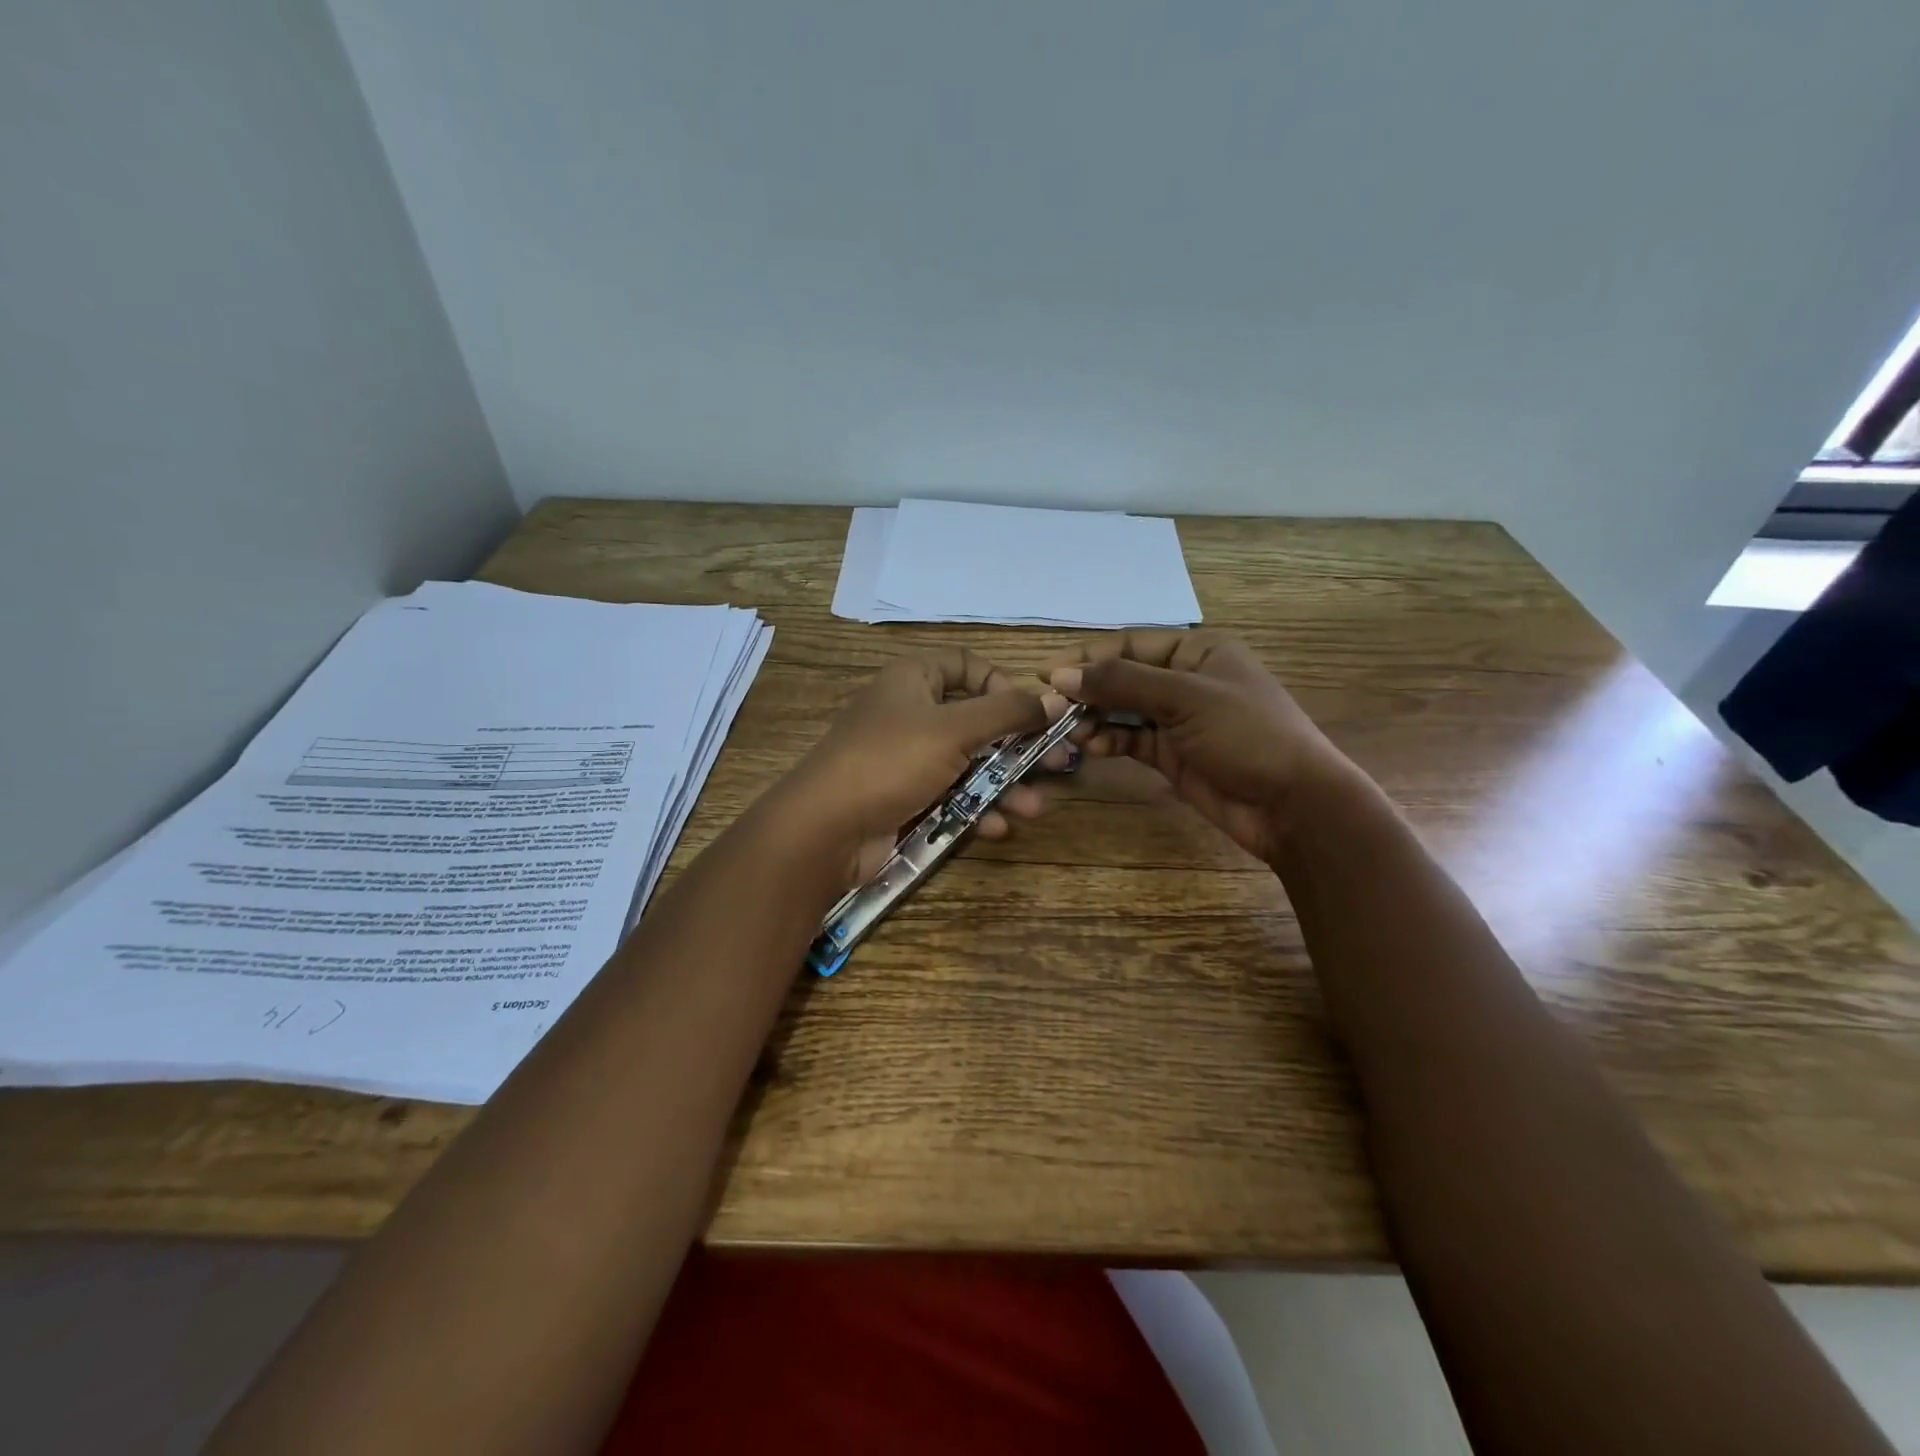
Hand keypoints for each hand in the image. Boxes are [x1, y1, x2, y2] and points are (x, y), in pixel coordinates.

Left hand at [778, 648, 1070, 887]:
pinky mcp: (904, 799)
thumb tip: (1056, 698)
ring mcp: (905, 760)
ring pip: (967, 764)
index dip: (1000, 683)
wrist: (824, 830)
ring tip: (1033, 809)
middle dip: (1016, 747)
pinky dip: (975, 809)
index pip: (965, 665)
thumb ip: (1008, 712)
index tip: (1029, 712)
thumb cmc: (890, 761)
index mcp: (912, 680)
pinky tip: (998, 827)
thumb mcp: (953, 729)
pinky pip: (950, 796)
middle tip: (1056, 766)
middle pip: (975, 721)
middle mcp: (909, 713)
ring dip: (1003, 786)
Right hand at [1045, 630, 1354, 862]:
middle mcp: (1185, 679)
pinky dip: (1110, 740)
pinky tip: (1092, 747)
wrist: (1291, 804)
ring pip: (1122, 709)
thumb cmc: (1246, 734)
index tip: (1044, 671)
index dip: (1086, 656)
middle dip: (1088, 690)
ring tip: (1071, 732)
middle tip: (1051, 708)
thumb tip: (1061, 674)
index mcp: (1198, 649)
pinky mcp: (1172, 754)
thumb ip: (1122, 683)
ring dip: (1095, 718)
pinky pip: (1131, 739)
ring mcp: (1178, 719)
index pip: (1130, 643)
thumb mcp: (1185, 698)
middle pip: (1123, 676)